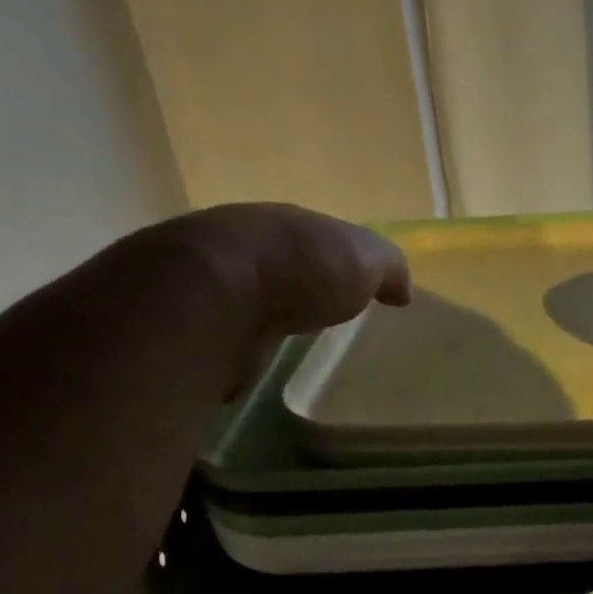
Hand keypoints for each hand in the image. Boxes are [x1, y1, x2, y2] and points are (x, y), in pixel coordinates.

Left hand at [166, 202, 411, 336]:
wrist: (215, 298)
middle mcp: (241, 251)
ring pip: (245, 304)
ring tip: (285, 348)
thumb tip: (401, 290)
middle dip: (293, 291)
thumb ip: (387, 269)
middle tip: (317, 320)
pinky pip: (224, 341)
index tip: (349, 291)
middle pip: (275, 271)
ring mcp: (210, 291)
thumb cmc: (300, 268)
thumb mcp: (364, 258)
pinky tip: (250, 366)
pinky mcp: (191, 333)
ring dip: (261, 321)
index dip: (331, 264)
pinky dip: (238, 351)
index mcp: (282, 227)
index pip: (311, 242)